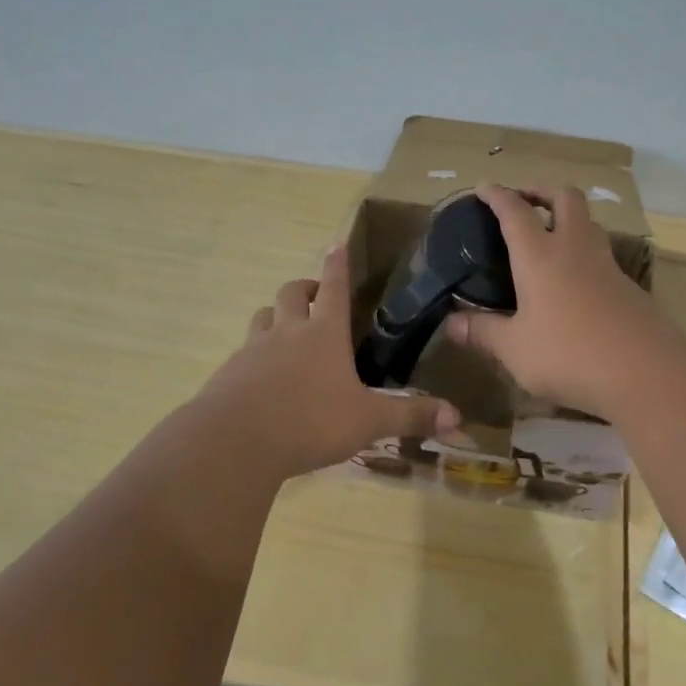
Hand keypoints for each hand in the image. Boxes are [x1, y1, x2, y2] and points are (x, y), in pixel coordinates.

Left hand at [199, 245, 462, 478]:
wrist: (234, 442)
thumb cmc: (309, 422)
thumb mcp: (368, 422)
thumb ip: (410, 416)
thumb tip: (458, 417)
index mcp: (324, 334)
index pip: (334, 287)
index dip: (337, 265)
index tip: (336, 244)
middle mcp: (287, 332)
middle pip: (291, 293)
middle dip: (304, 288)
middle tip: (313, 295)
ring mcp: (252, 351)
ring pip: (262, 317)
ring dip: (275, 317)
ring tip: (285, 331)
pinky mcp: (228, 374)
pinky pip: (242, 353)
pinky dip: (254, 356)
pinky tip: (261, 379)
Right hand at [442, 184, 679, 416]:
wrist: (645, 372)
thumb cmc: (568, 353)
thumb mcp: (515, 349)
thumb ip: (482, 332)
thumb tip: (450, 323)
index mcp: (539, 255)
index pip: (515, 210)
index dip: (497, 195)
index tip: (483, 188)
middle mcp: (574, 249)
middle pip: (565, 198)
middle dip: (542, 191)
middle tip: (525, 202)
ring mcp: (607, 266)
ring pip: (589, 224)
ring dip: (568, 219)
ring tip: (550, 238)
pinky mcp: (629, 287)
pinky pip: (602, 256)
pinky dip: (584, 254)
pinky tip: (575, 282)